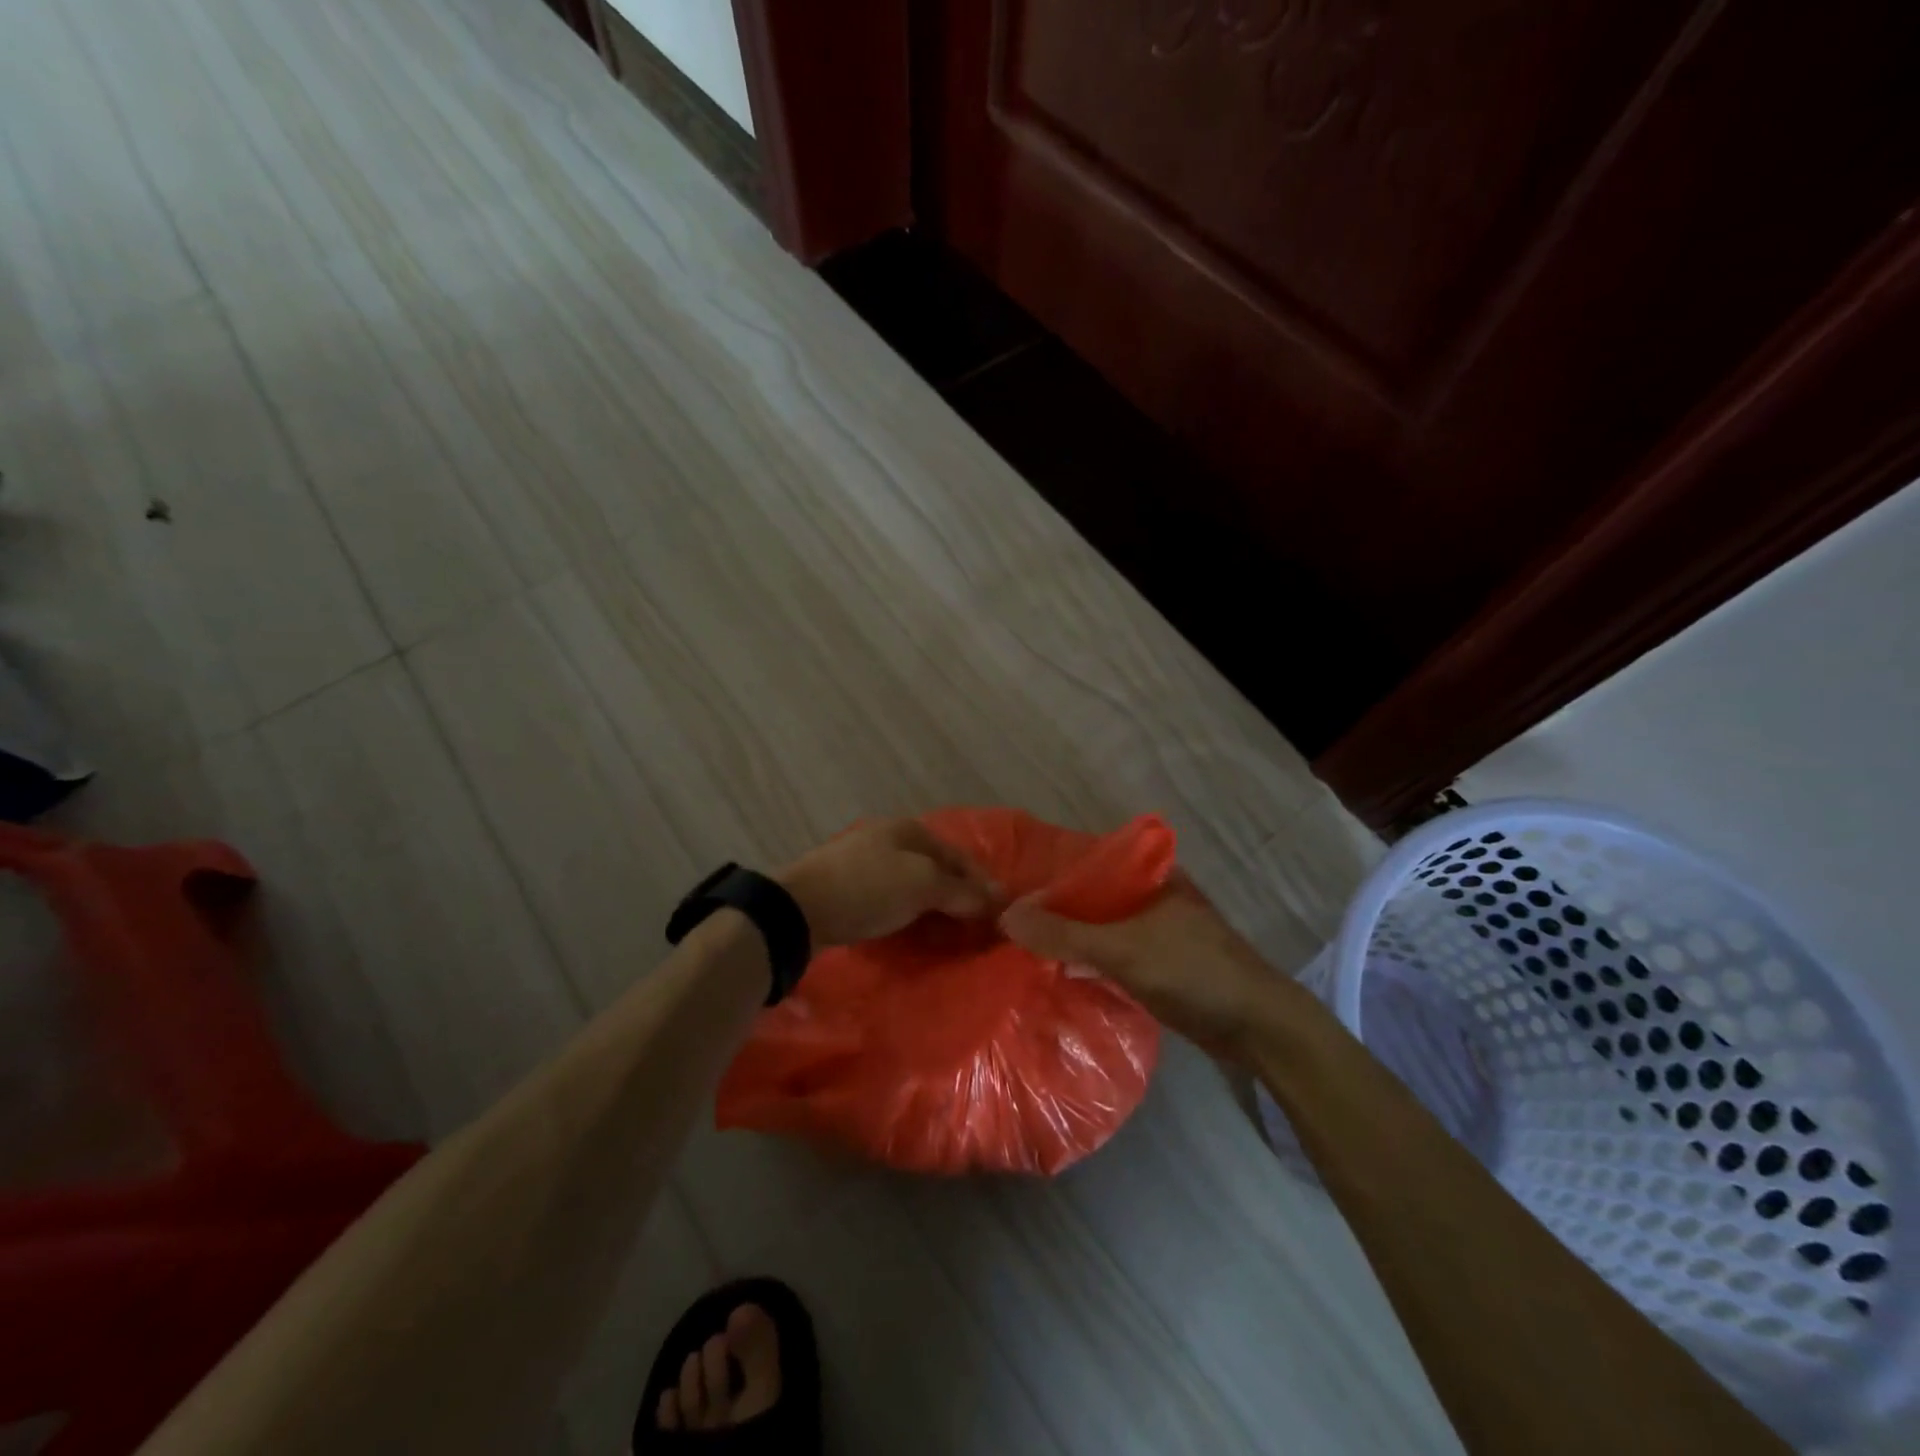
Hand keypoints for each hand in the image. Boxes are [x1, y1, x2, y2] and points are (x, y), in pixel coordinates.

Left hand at [779, 818, 1000, 948]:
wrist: (798, 908)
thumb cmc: (868, 888)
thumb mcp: (922, 886)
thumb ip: (962, 892)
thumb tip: (998, 900)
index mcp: (910, 829)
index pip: (960, 857)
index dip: (982, 884)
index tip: (1000, 914)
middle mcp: (889, 838)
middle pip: (936, 868)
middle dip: (958, 895)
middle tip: (976, 928)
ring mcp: (864, 860)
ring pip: (912, 882)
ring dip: (932, 905)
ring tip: (948, 933)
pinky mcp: (846, 886)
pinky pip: (890, 896)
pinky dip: (907, 911)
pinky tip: (911, 928)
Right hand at [999, 872, 1311, 1058]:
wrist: (1257, 1026)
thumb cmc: (1192, 970)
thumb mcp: (1123, 949)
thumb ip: (1065, 934)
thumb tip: (1006, 916)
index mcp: (1149, 874)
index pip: (1086, 862)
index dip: (1048, 874)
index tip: (1007, 887)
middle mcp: (1150, 894)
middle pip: (1090, 896)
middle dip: (1054, 908)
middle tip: (1005, 918)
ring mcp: (1156, 930)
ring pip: (1100, 925)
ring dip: (1069, 935)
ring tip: (1020, 943)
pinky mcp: (1158, 962)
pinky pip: (1111, 952)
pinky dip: (1086, 958)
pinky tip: (1055, 968)